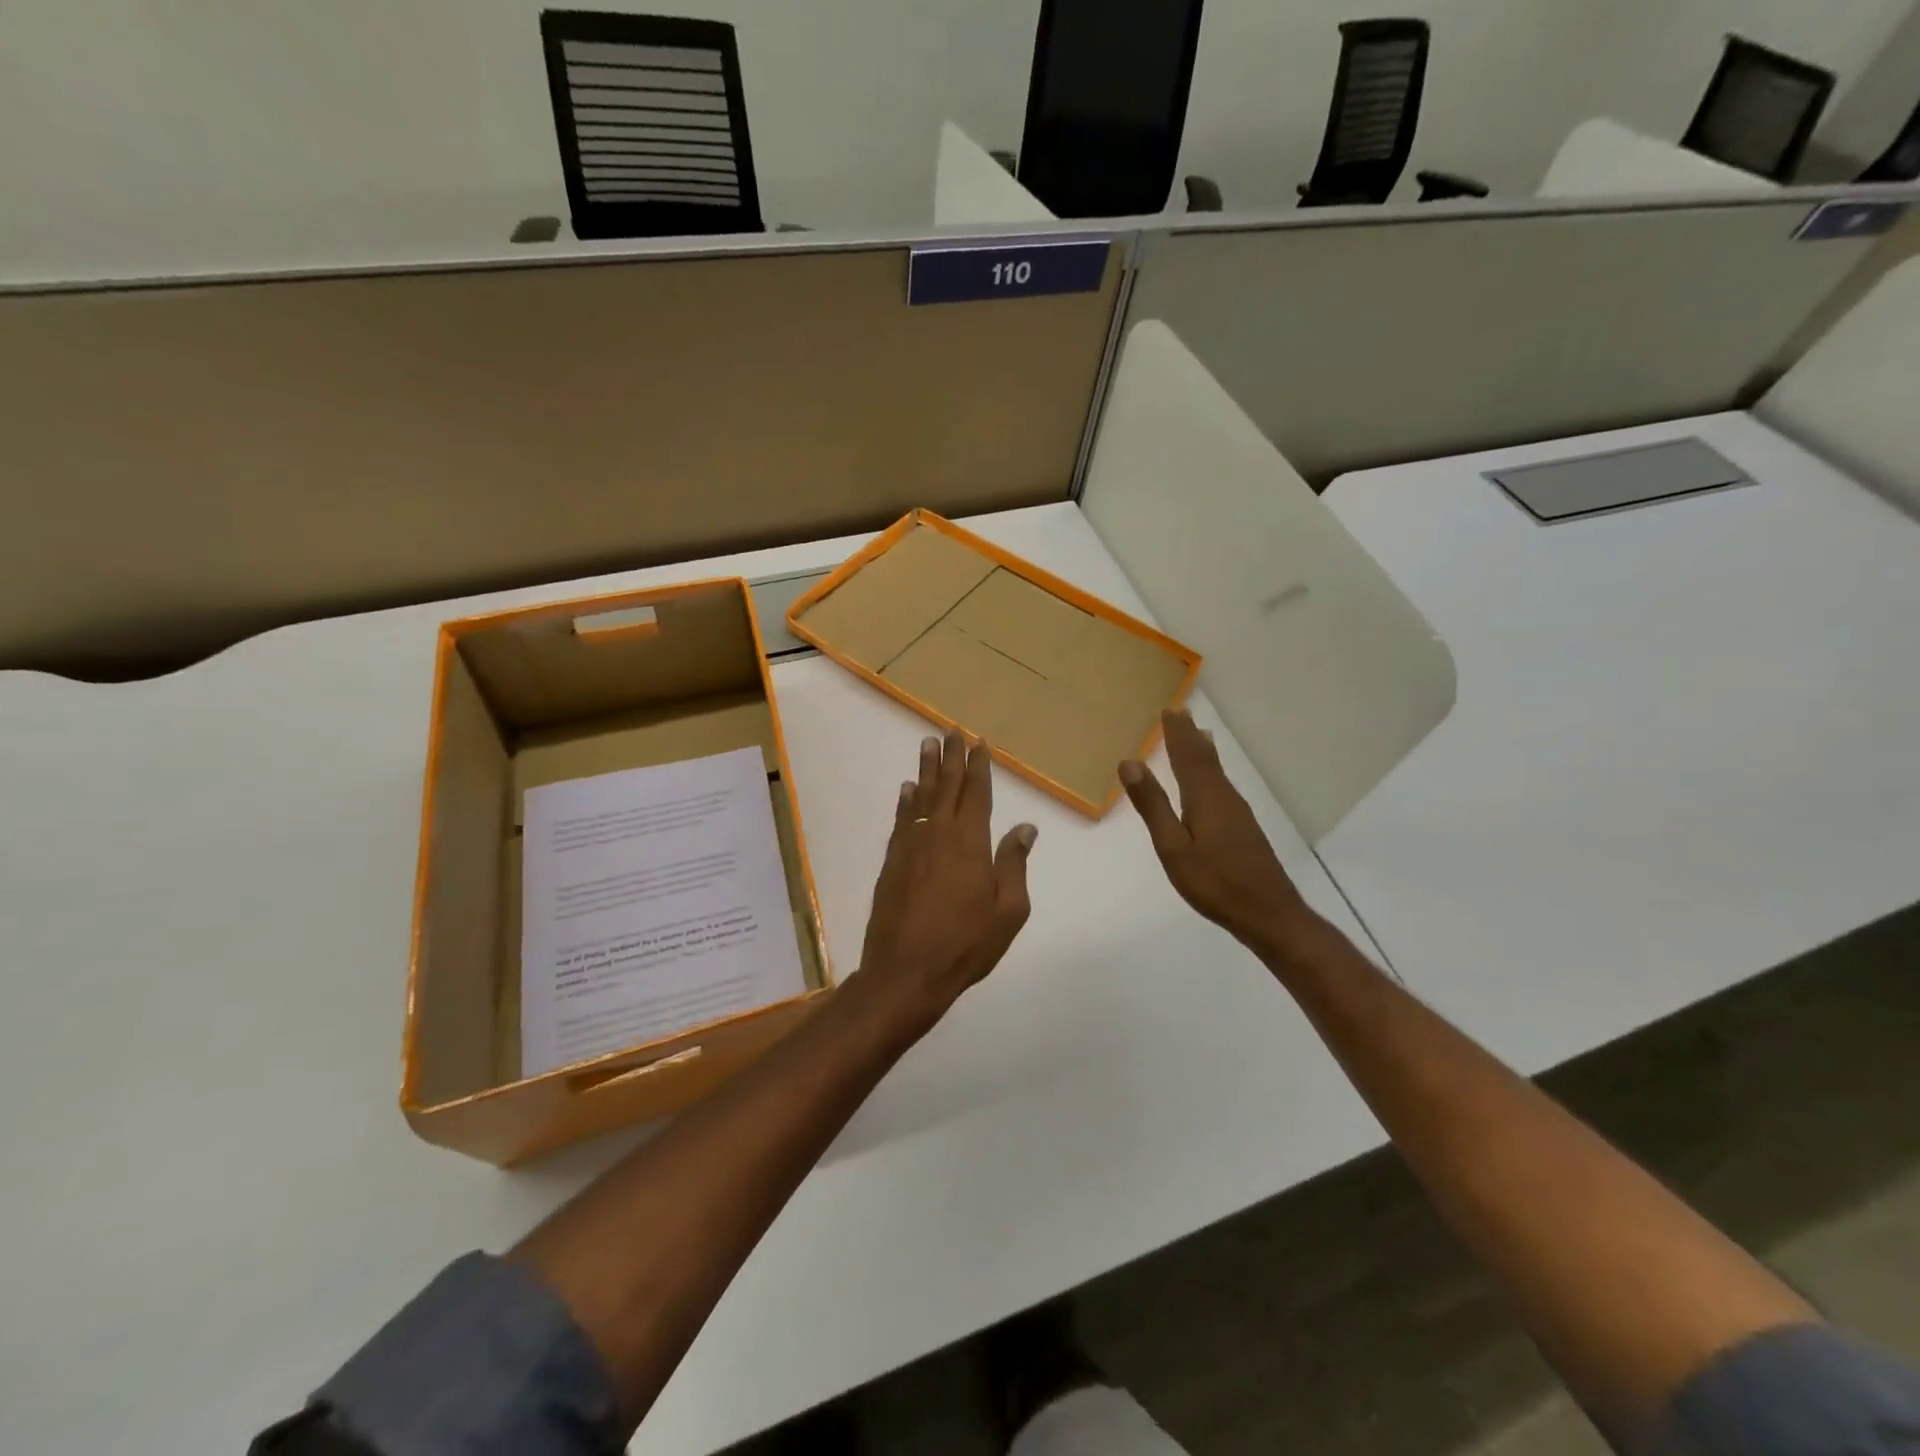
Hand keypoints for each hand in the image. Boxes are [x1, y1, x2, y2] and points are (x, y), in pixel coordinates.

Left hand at [858, 730, 1037, 1018]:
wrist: (905, 972)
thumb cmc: (965, 944)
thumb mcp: (1008, 911)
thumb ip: (1014, 864)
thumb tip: (1025, 827)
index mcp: (970, 843)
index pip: (976, 794)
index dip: (978, 766)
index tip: (979, 742)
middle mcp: (938, 834)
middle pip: (946, 786)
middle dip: (951, 757)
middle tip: (951, 730)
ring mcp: (911, 846)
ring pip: (920, 797)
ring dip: (926, 770)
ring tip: (928, 744)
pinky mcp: (892, 862)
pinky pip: (901, 819)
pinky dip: (905, 801)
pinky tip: (907, 789)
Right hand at [1120, 709, 1313, 953]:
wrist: (1268, 913)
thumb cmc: (1214, 882)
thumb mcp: (1173, 847)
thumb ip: (1152, 805)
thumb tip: (1129, 762)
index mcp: (1204, 796)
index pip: (1187, 755)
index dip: (1176, 732)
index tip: (1167, 710)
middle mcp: (1224, 796)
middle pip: (1205, 757)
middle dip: (1189, 736)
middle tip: (1179, 713)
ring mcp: (1237, 811)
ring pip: (1216, 771)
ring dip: (1202, 750)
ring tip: (1194, 734)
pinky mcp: (1243, 827)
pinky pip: (1221, 785)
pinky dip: (1210, 770)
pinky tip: (1210, 780)